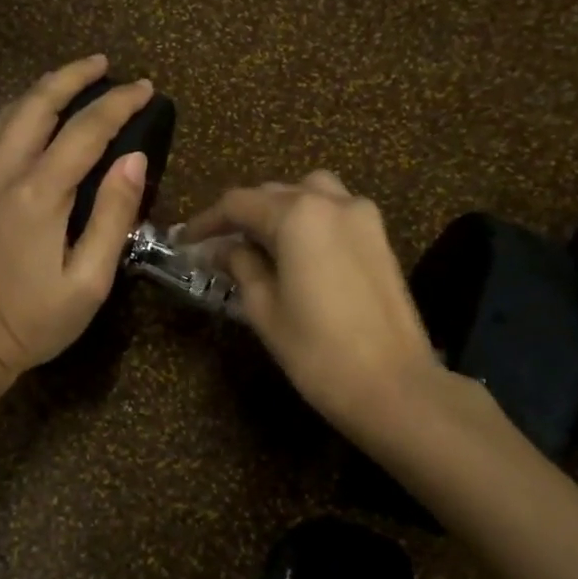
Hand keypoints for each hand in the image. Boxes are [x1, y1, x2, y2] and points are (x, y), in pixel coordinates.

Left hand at [0, 55, 152, 380]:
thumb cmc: (32, 324)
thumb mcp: (88, 282)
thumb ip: (112, 216)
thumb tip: (133, 160)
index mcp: (36, 195)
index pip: (85, 130)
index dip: (118, 104)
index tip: (143, 88)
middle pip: (34, 104)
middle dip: (70, 76)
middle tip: (99, 64)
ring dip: (33, 98)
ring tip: (60, 92)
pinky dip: (2, 134)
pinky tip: (16, 145)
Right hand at [179, 172, 460, 446]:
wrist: (393, 385)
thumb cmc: (317, 351)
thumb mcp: (264, 309)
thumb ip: (240, 266)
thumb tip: (220, 249)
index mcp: (297, 216)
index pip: (238, 204)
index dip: (206, 221)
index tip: (184, 242)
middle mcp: (332, 202)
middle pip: (274, 193)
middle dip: (242, 214)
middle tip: (217, 245)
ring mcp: (362, 217)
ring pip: (309, 193)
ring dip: (278, 209)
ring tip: (258, 242)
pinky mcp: (379, 238)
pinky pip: (334, 211)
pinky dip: (308, 219)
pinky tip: (295, 251)